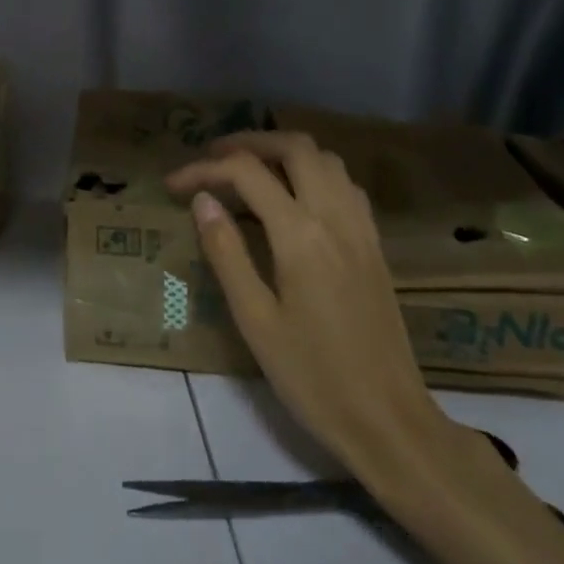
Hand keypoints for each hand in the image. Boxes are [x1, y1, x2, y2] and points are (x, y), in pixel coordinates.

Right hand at [166, 131, 447, 474]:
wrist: (390, 421)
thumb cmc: (312, 377)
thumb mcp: (255, 320)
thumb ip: (227, 252)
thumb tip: (203, 200)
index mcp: (301, 236)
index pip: (247, 173)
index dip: (204, 169)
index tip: (173, 185)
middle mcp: (335, 219)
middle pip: (295, 147)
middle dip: (248, 142)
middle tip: (212, 160)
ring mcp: (361, 230)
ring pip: (326, 160)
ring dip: (284, 152)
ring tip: (248, 172)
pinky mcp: (374, 246)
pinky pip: (345, 185)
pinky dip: (313, 173)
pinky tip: (294, 199)